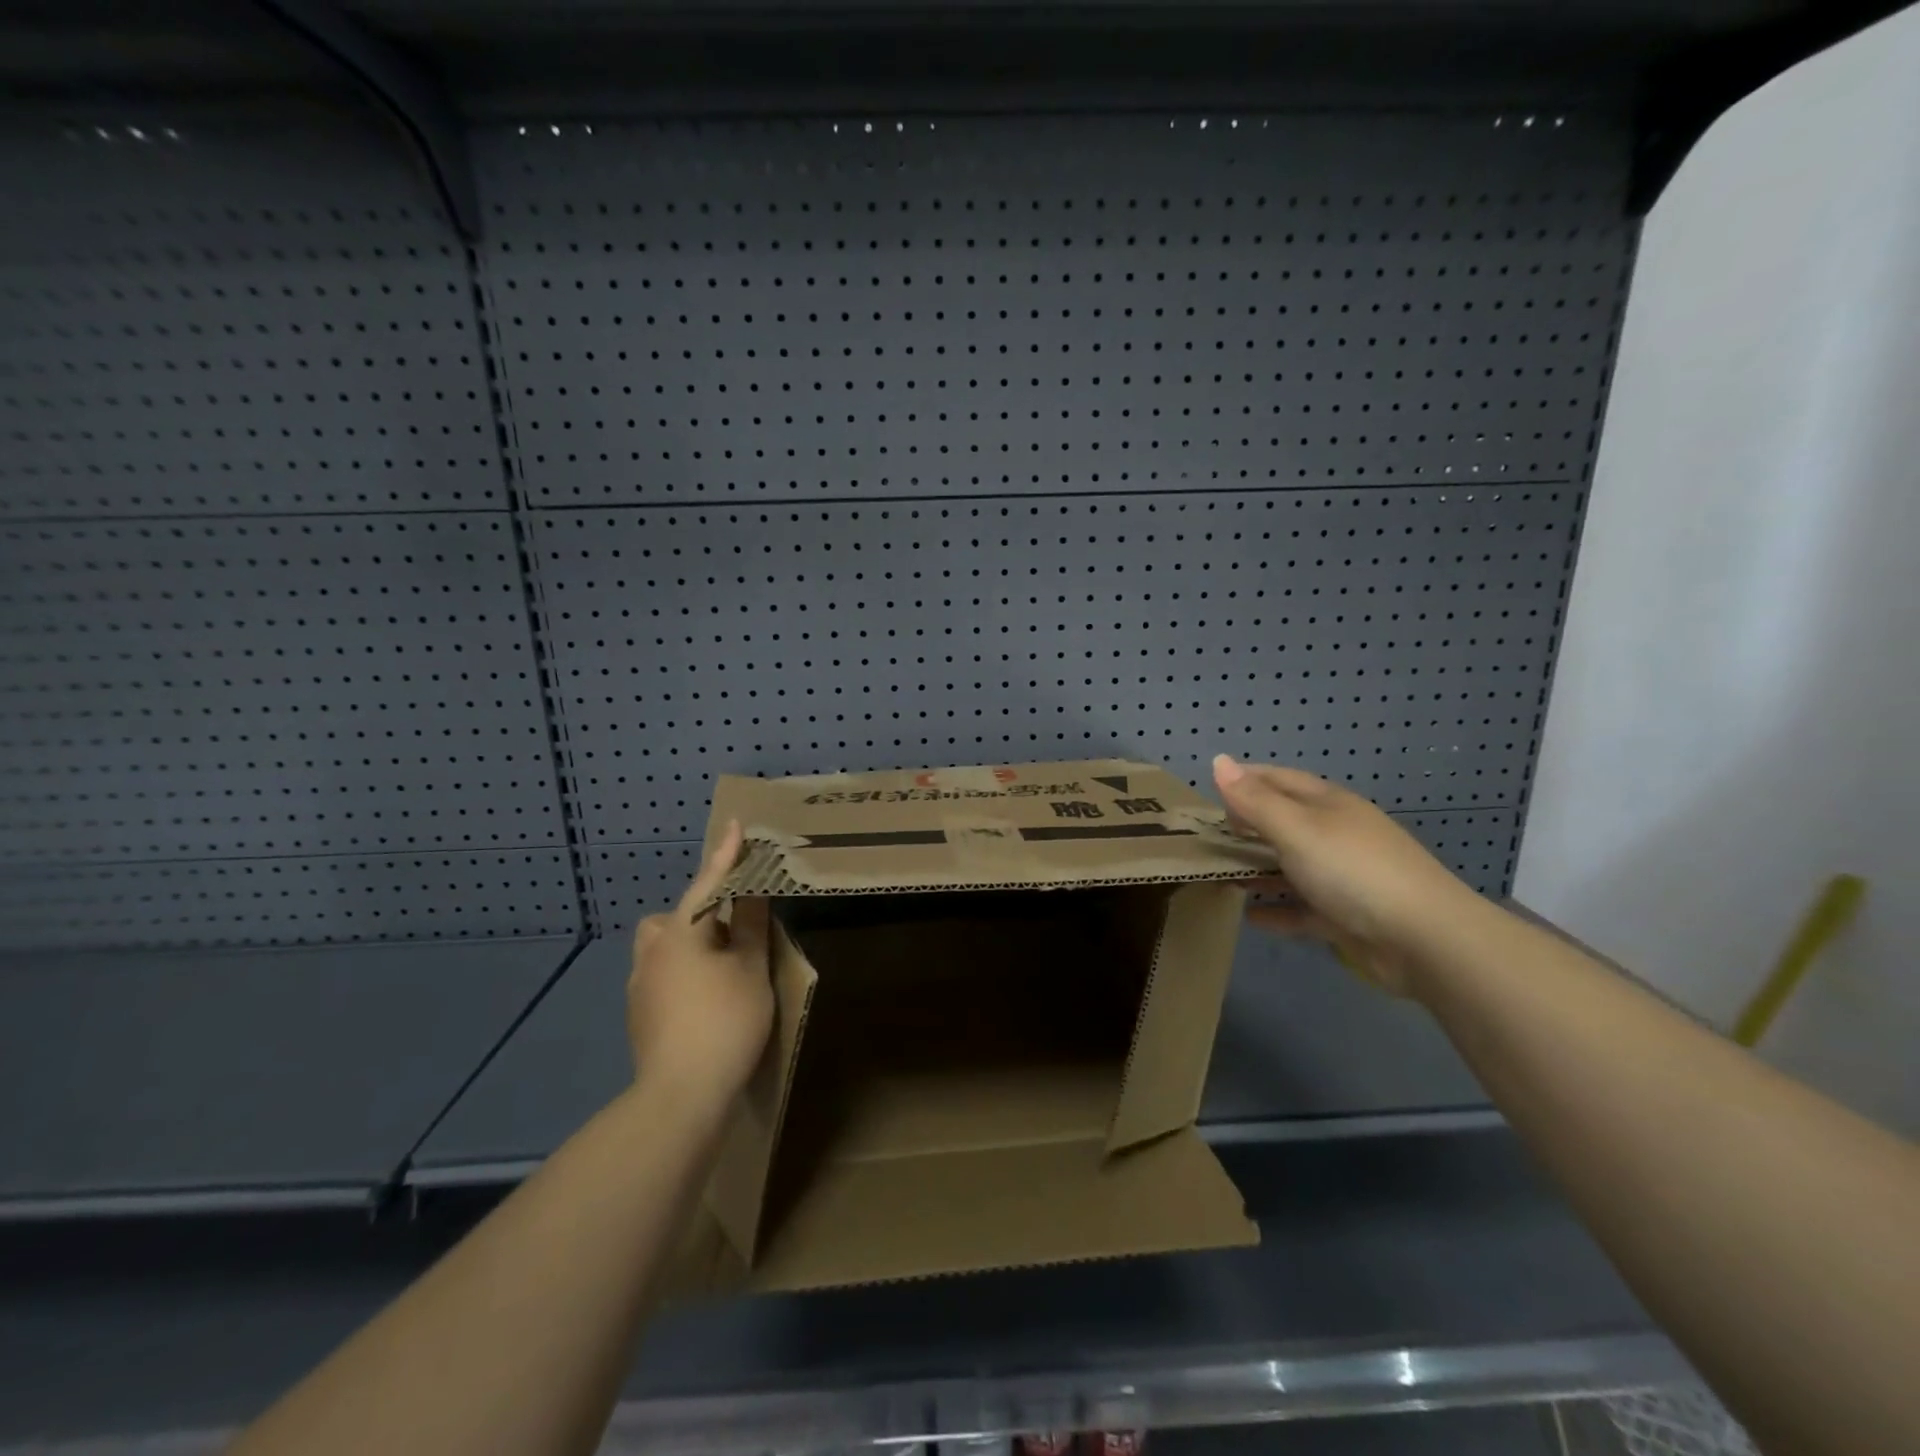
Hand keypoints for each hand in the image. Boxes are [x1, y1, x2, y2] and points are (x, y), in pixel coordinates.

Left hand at [628, 821, 773, 1106]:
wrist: (680, 1095)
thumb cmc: (724, 1021)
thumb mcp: (750, 969)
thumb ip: (749, 925)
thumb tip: (751, 891)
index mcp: (680, 933)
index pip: (708, 883)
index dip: (726, 855)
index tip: (736, 825)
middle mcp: (652, 951)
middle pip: (676, 917)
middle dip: (701, 912)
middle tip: (733, 930)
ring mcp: (639, 984)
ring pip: (664, 946)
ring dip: (689, 944)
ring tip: (721, 966)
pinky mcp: (639, 1012)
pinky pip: (662, 973)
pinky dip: (683, 972)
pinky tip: (705, 998)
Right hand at [1212, 754, 1482, 998]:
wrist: (1424, 939)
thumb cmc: (1352, 870)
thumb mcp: (1296, 829)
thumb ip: (1255, 800)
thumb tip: (1218, 761)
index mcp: (1328, 805)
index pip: (1279, 780)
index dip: (1246, 780)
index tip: (1210, 790)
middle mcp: (1336, 834)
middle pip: (1284, 822)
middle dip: (1247, 825)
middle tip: (1207, 835)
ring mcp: (1343, 876)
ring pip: (1291, 866)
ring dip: (1258, 869)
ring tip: (1220, 874)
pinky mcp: (1346, 916)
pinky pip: (1303, 908)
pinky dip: (1277, 910)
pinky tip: (1249, 917)